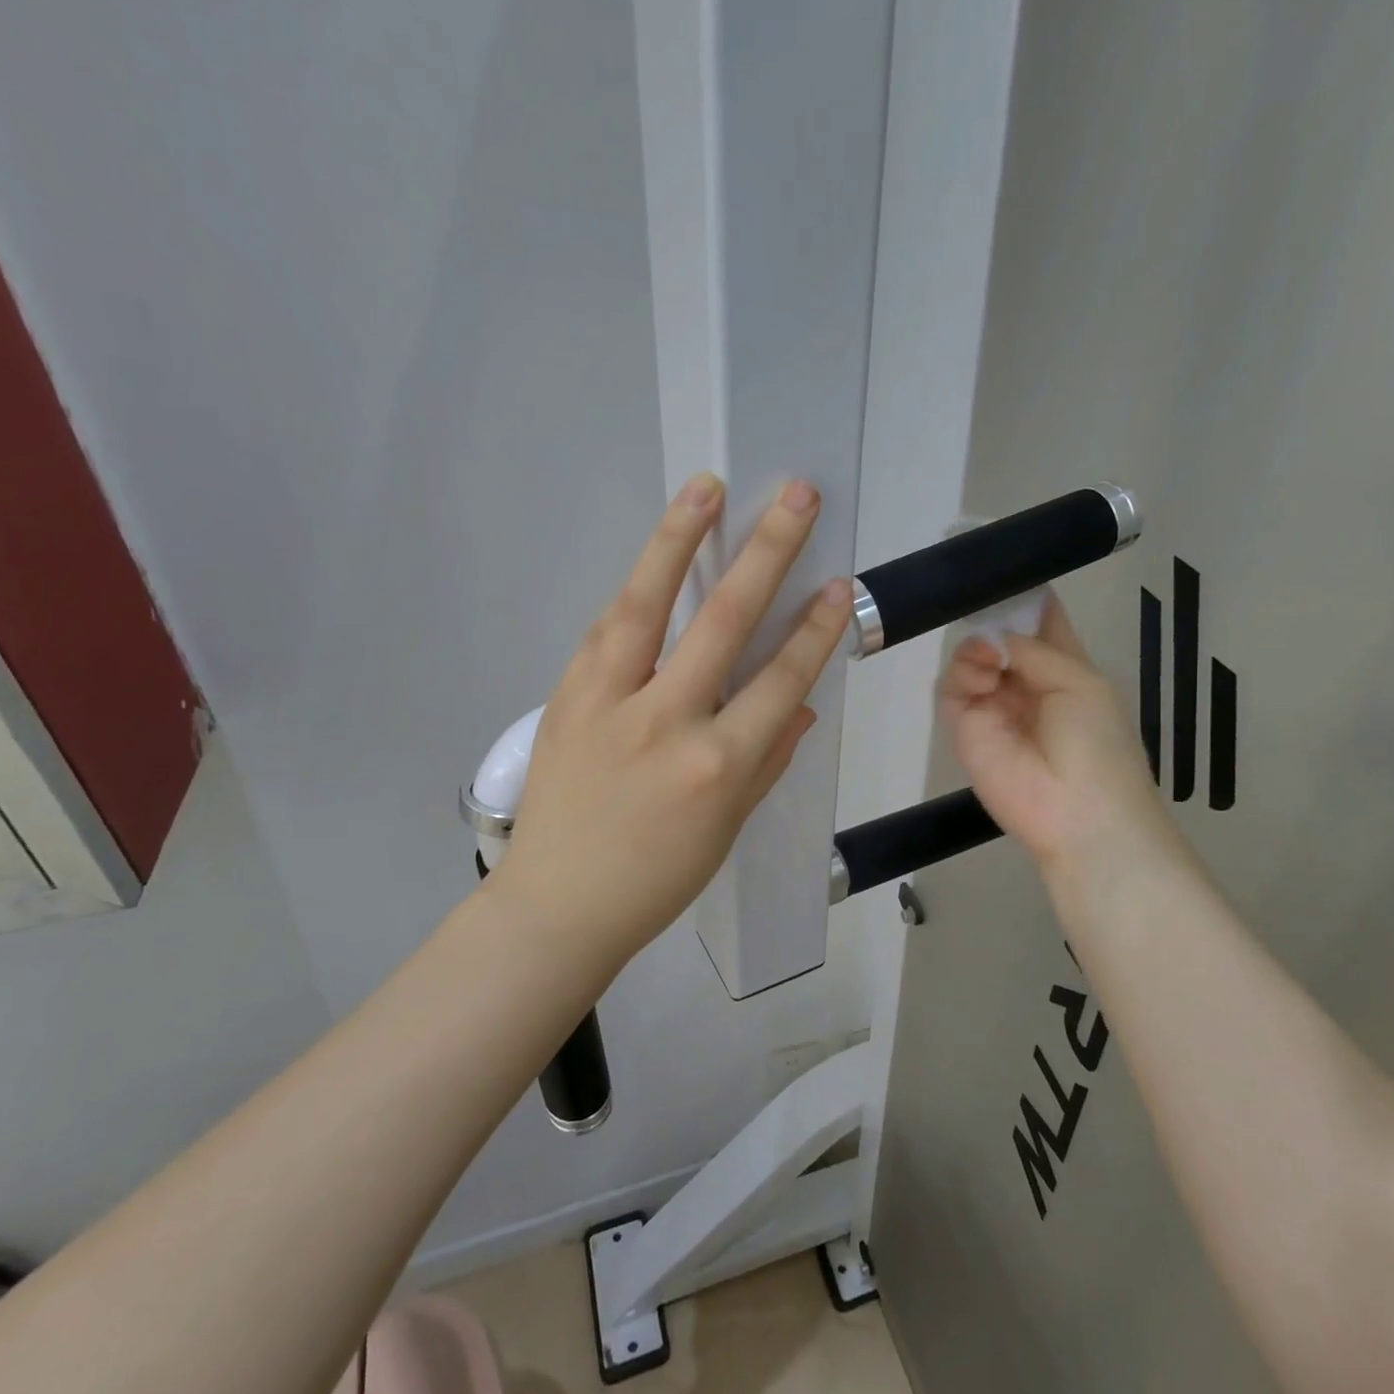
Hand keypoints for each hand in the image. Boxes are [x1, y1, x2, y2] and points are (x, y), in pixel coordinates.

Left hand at [491, 473, 852, 972]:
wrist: (557, 905)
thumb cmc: (655, 880)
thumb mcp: (727, 828)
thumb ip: (767, 760)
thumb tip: (798, 703)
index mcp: (718, 767)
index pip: (780, 680)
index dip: (814, 629)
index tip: (836, 584)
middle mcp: (667, 723)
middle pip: (723, 622)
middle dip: (767, 553)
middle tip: (795, 497)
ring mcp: (608, 704)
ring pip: (649, 605)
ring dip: (679, 540)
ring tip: (706, 488)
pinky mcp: (565, 697)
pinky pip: (607, 631)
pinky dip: (635, 590)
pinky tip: (654, 557)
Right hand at [940, 597, 1189, 883]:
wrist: (1077, 812)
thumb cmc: (1097, 743)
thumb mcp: (1079, 682)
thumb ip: (1034, 650)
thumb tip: (995, 636)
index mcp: (1062, 667)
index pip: (1038, 622)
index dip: (1024, 598)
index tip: (1006, 571)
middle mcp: (1024, 681)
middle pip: (997, 635)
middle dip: (992, 619)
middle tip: (990, 617)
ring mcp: (992, 703)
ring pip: (970, 657)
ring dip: (977, 649)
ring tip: (993, 663)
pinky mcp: (965, 726)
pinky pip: (951, 687)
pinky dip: (962, 675)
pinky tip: (983, 681)